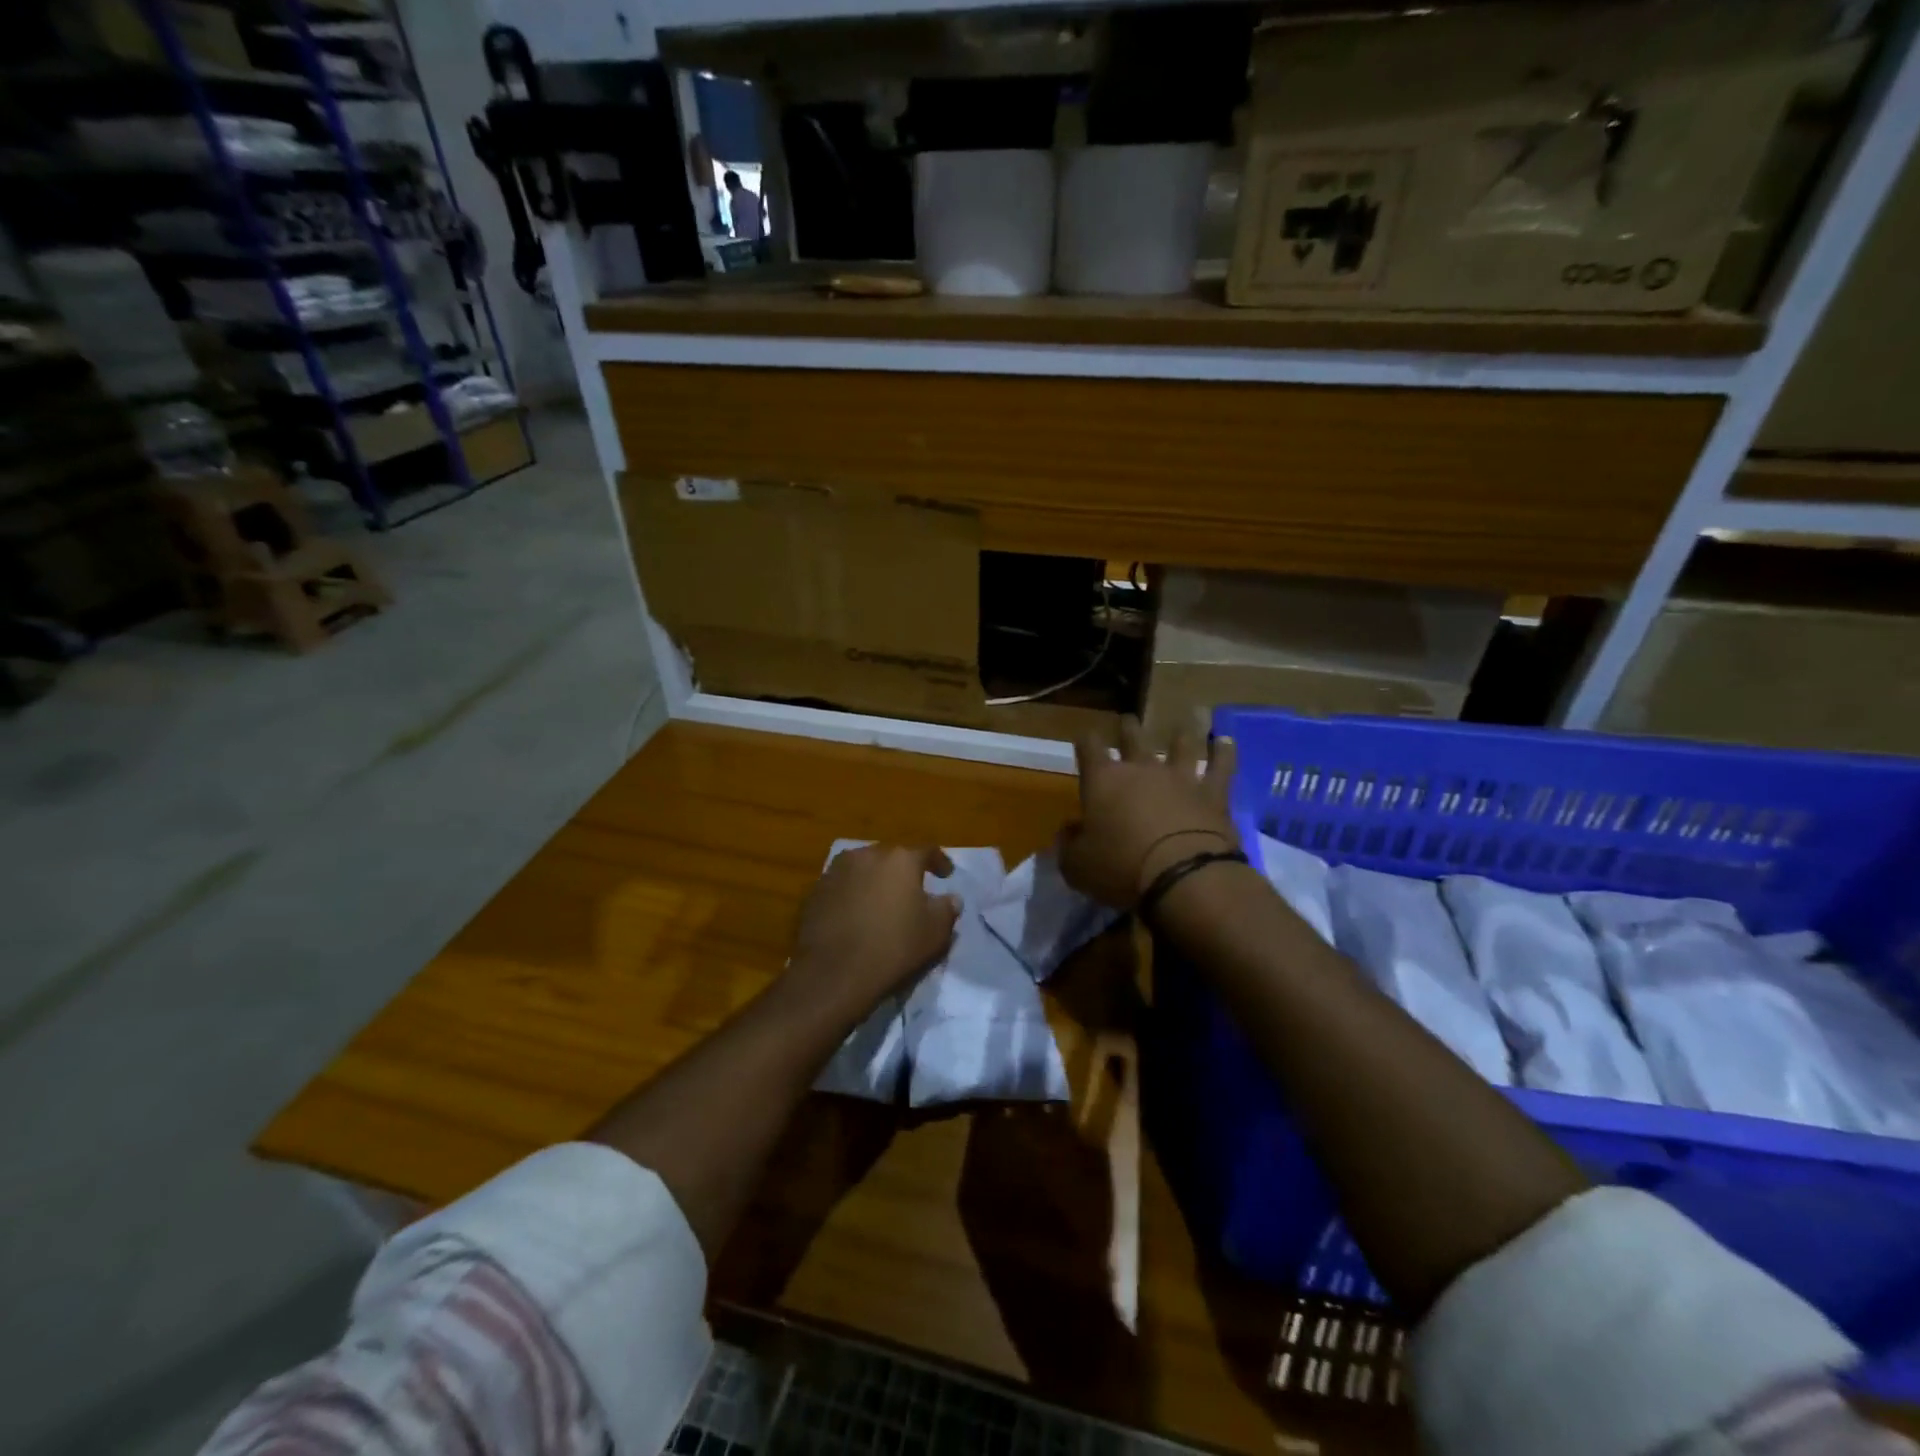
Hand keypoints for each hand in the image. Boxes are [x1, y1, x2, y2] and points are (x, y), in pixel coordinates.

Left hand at [788, 844, 960, 1020]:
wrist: (834, 972)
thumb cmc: (894, 947)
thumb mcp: (935, 932)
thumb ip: (947, 909)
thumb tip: (951, 898)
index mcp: (900, 859)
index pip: (927, 851)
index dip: (939, 862)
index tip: (946, 875)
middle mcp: (867, 855)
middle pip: (891, 857)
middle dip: (903, 871)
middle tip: (911, 891)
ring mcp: (837, 871)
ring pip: (863, 869)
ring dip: (875, 881)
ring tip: (881, 902)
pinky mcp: (815, 891)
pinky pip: (842, 886)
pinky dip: (852, 895)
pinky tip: (856, 916)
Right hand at [1057, 719, 1237, 908]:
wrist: (1184, 876)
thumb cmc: (1121, 869)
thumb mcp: (1077, 866)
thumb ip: (1069, 845)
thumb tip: (1069, 831)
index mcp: (1102, 780)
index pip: (1089, 747)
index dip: (1086, 742)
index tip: (1085, 740)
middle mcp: (1141, 769)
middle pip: (1133, 737)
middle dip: (1128, 728)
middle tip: (1127, 721)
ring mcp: (1181, 777)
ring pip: (1181, 744)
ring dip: (1181, 734)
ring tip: (1184, 723)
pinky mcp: (1214, 793)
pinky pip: (1221, 766)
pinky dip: (1224, 752)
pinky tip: (1225, 741)